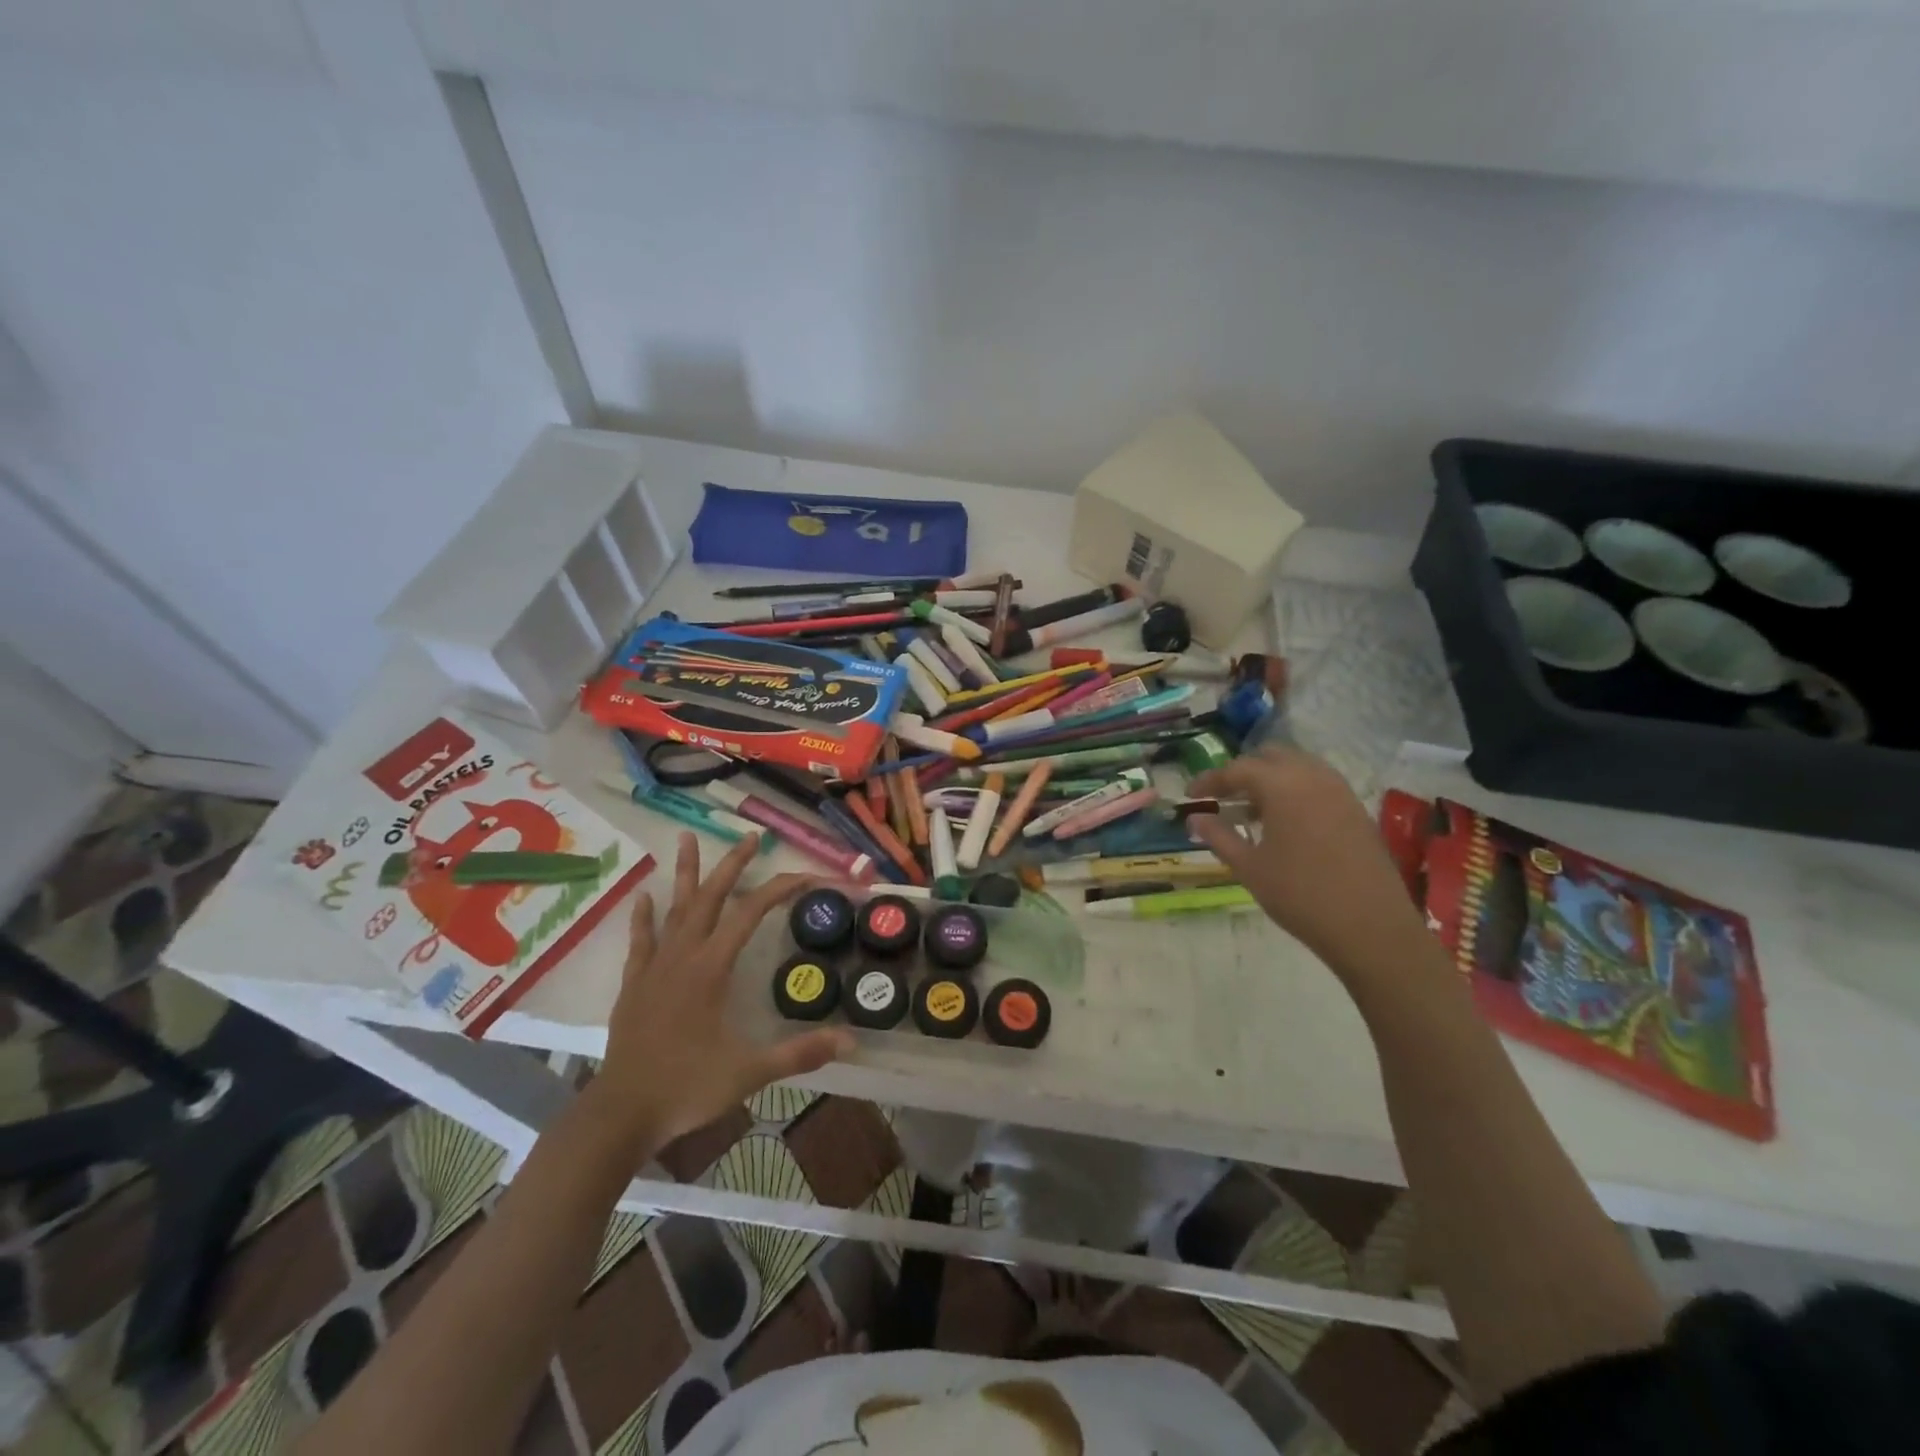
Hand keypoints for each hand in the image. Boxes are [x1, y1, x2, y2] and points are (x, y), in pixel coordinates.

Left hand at [590, 832, 854, 1151]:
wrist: (621, 1114)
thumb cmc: (687, 1087)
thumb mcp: (750, 1071)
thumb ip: (800, 1053)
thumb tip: (850, 1040)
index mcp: (711, 968)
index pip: (751, 913)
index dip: (780, 889)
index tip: (807, 875)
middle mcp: (683, 956)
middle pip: (711, 897)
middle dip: (732, 864)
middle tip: (751, 837)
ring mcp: (654, 968)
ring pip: (673, 910)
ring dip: (684, 874)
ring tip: (686, 838)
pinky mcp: (634, 985)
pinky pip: (640, 941)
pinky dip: (643, 918)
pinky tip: (644, 898)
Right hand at [1186, 745, 1427, 969]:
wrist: (1370, 927)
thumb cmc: (1300, 895)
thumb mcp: (1249, 867)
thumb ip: (1218, 836)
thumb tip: (1194, 819)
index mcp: (1282, 785)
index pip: (1236, 769)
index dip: (1209, 780)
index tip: (1190, 795)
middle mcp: (1312, 776)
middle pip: (1270, 757)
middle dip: (1242, 772)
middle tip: (1222, 797)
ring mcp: (1340, 791)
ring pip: (1297, 767)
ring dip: (1271, 779)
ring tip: (1252, 810)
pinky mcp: (1356, 809)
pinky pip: (1318, 784)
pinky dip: (1295, 790)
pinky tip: (1285, 822)